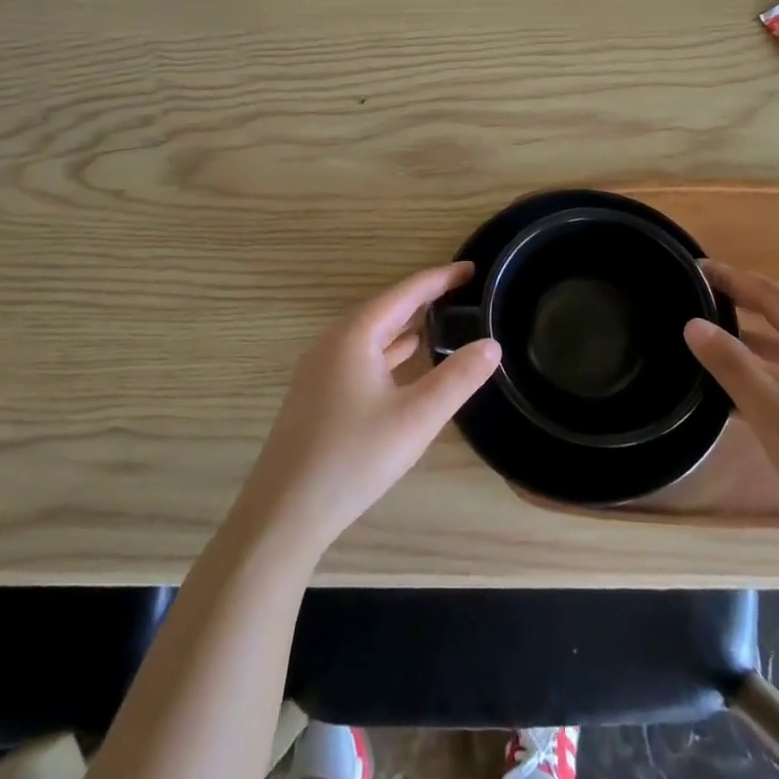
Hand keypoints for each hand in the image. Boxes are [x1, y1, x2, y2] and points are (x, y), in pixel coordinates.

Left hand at [238, 263, 500, 559]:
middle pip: (386, 308)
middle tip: (463, 293)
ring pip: (371, 334)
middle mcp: (334, 342)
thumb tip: (492, 345)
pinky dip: (389, 350)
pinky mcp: (318, 393)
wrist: (286, 510)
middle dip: (424, 298)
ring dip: (405, 325)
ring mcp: (321, 368)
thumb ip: (457, 378)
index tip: (471, 268)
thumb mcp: (417, 417)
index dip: (440, 278)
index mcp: (355, 335)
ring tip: (443, 321)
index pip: (405, 292)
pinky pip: (361, 355)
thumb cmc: (354, 457)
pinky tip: (406, 362)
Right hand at [684, 262, 778, 560]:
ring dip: (766, 339)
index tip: (698, 269)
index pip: (776, 296)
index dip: (735, 280)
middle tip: (712, 297)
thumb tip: (693, 324)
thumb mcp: (774, 414)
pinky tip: (758, 391)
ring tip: (726, 339)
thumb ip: (732, 366)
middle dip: (753, 302)